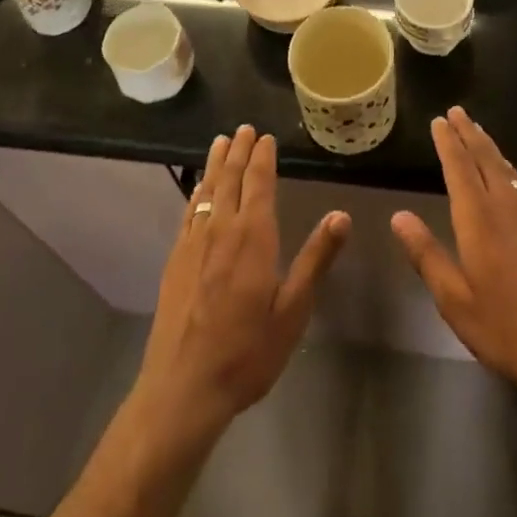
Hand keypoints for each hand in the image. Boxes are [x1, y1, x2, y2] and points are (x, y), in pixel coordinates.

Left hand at [133, 125, 349, 441]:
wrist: (183, 388)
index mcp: (254, 236)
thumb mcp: (293, 311)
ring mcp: (194, 243)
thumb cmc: (247, 352)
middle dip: (238, 151)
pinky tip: (198, 189)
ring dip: (215, 163)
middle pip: (230, 178)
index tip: (265, 136)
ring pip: (207, 190)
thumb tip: (341, 215)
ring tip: (220, 142)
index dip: (262, 157)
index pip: (259, 183)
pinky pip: (189, 212)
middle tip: (243, 128)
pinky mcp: (175, 260)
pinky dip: (196, 192)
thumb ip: (316, 259)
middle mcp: (222, 229)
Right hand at [391, 107, 516, 407]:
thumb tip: (398, 216)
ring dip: (490, 147)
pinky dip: (511, 170)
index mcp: (479, 220)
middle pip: (486, 160)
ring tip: (478, 132)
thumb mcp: (455, 301)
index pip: (459, 168)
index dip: (448, 142)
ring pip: (508, 170)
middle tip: (457, 111)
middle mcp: (507, 208)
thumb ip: (427, 255)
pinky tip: (512, 176)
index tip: (438, 120)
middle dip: (469, 133)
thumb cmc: (508, 330)